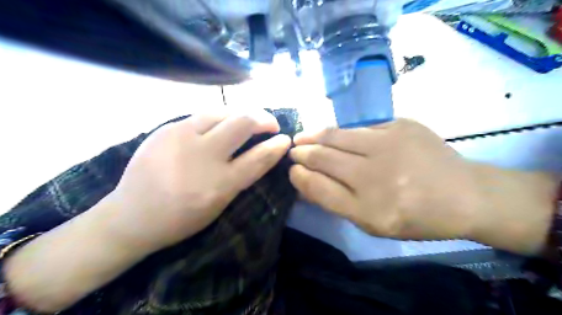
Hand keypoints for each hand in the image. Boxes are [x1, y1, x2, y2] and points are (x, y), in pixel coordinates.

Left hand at [106, 110, 288, 253]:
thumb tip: (262, 152)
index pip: (259, 157)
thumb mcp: (219, 205)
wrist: (131, 215)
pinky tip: (221, 125)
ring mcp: (181, 137)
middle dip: (264, 118)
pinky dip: (220, 117)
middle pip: (243, 122)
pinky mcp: (166, 128)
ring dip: (242, 113)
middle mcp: (202, 156)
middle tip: (270, 124)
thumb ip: (242, 177)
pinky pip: (202, 115)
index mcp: (219, 185)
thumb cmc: (181, 218)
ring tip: (248, 120)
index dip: (277, 146)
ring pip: (223, 111)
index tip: (285, 139)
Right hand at [288, 119, 485, 239]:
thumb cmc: (417, 217)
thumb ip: (337, 203)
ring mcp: (389, 145)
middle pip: (323, 158)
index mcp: (369, 210)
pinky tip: (332, 134)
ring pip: (336, 135)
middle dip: (301, 153)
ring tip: (301, 137)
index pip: (319, 188)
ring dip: (313, 136)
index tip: (292, 170)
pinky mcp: (400, 125)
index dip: (300, 177)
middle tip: (293, 151)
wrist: (466, 194)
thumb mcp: (373, 224)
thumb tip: (306, 181)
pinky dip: (340, 131)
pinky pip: (359, 126)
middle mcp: (376, 176)